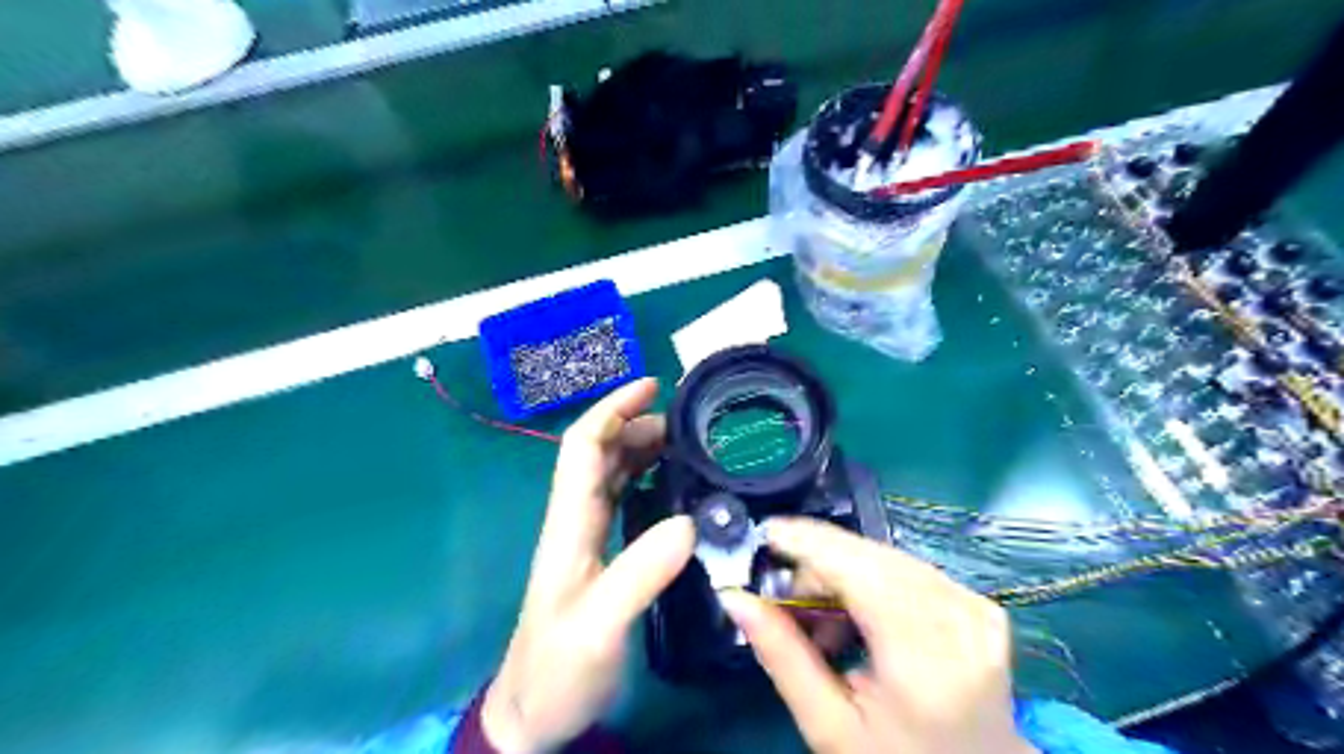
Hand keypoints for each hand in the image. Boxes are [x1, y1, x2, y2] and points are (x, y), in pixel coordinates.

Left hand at [484, 379, 692, 752]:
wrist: (534, 712)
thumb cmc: (559, 669)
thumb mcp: (601, 624)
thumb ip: (641, 573)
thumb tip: (689, 520)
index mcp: (570, 523)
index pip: (584, 447)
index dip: (613, 409)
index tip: (651, 386)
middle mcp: (575, 520)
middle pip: (600, 453)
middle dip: (636, 424)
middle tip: (687, 422)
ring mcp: (586, 538)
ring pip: (612, 474)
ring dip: (642, 449)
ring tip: (686, 444)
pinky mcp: (599, 556)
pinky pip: (623, 501)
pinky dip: (647, 480)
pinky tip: (673, 487)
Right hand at [719, 519, 1030, 752]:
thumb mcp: (828, 726)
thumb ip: (781, 655)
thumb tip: (734, 596)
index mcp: (924, 660)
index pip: (860, 572)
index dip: (809, 543)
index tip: (764, 534)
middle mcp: (960, 621)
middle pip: (872, 558)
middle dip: (820, 565)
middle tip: (788, 601)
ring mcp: (976, 609)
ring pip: (887, 558)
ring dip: (845, 574)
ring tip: (825, 624)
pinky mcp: (981, 604)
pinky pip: (909, 569)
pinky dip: (873, 581)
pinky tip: (860, 619)